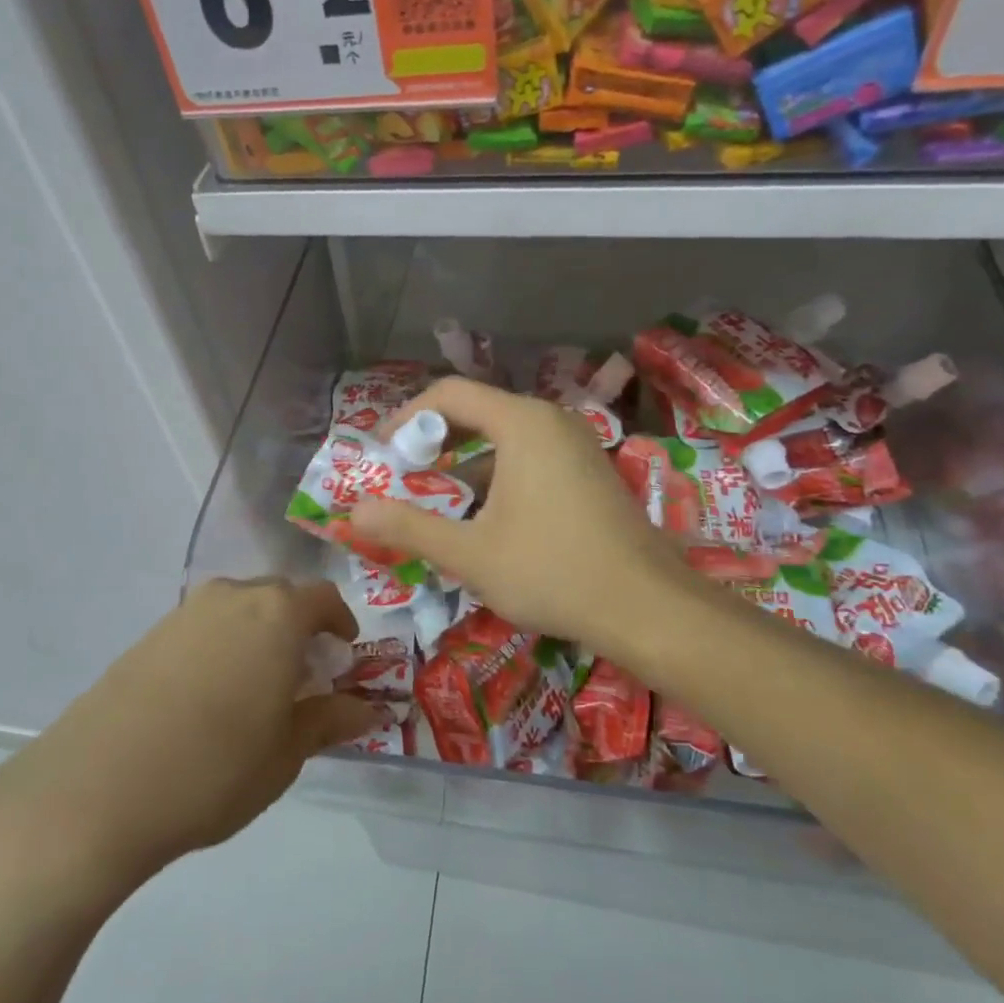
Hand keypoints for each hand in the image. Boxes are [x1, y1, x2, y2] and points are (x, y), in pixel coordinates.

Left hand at [0, 579, 375, 912]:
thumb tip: (369, 708)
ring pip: (238, 610)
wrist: (97, 789)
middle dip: (299, 629)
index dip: (340, 622)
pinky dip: (221, 648)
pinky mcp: (148, 636)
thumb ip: (330, 720)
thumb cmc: (215, 767)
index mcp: (276, 613)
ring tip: (257, 691)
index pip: (323, 597)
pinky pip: (202, 628)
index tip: (344, 655)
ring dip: (258, 637)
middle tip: (304, 677)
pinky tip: (209, 698)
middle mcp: (232, 597)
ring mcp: (184, 613)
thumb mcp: (286, 752)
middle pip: (279, 597)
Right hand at [350, 377, 693, 664]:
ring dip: (462, 464)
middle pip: (476, 411)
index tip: (380, 454)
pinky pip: (528, 457)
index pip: (448, 394)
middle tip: (400, 478)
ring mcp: (575, 445)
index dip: (405, 418)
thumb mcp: (470, 554)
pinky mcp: (588, 471)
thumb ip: (408, 527)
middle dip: (431, 442)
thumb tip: (355, 511)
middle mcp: (550, 420)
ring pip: (503, 438)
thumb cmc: (553, 572)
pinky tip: (481, 519)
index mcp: (521, 423)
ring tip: (433, 502)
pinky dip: (494, 476)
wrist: (648, 608)